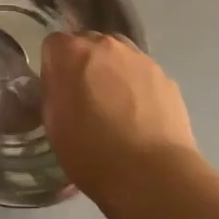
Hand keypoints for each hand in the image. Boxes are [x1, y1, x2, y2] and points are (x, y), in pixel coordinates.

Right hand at [41, 30, 196, 195]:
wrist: (152, 175)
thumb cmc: (92, 153)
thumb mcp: (53, 126)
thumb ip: (53, 93)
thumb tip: (60, 86)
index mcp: (71, 53)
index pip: (53, 44)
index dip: (54, 68)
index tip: (58, 92)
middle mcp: (105, 44)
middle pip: (88, 44)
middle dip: (84, 65)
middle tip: (86, 99)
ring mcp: (139, 57)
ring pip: (118, 55)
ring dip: (112, 71)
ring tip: (116, 107)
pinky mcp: (164, 76)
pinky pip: (142, 74)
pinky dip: (137, 87)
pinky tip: (141, 117)